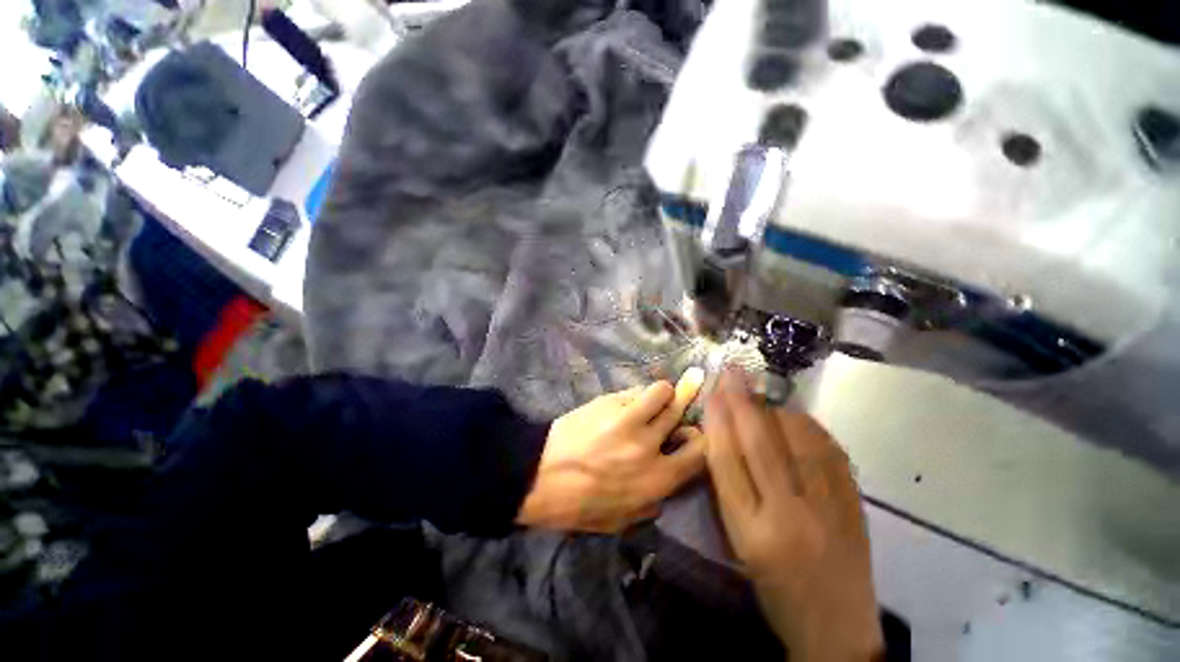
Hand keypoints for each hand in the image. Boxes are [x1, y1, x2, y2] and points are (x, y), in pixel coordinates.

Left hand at [516, 368, 706, 533]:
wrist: (539, 476)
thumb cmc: (579, 505)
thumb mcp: (621, 521)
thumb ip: (651, 505)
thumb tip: (666, 488)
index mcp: (657, 479)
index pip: (700, 451)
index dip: (700, 439)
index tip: (690, 435)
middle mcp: (649, 445)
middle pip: (681, 413)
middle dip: (685, 406)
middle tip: (680, 400)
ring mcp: (629, 419)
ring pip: (662, 391)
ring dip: (663, 392)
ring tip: (654, 397)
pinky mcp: (609, 402)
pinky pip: (634, 390)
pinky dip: (637, 394)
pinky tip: (627, 402)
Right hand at [703, 369, 882, 661]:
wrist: (836, 628)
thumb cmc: (775, 587)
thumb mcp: (739, 543)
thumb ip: (731, 490)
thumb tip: (725, 435)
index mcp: (750, 532)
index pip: (726, 462)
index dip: (717, 420)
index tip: (711, 392)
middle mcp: (788, 516)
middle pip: (760, 444)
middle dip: (741, 401)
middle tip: (731, 372)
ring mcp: (828, 509)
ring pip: (797, 440)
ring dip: (774, 408)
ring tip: (759, 393)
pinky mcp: (853, 504)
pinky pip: (828, 450)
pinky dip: (807, 425)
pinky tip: (794, 416)